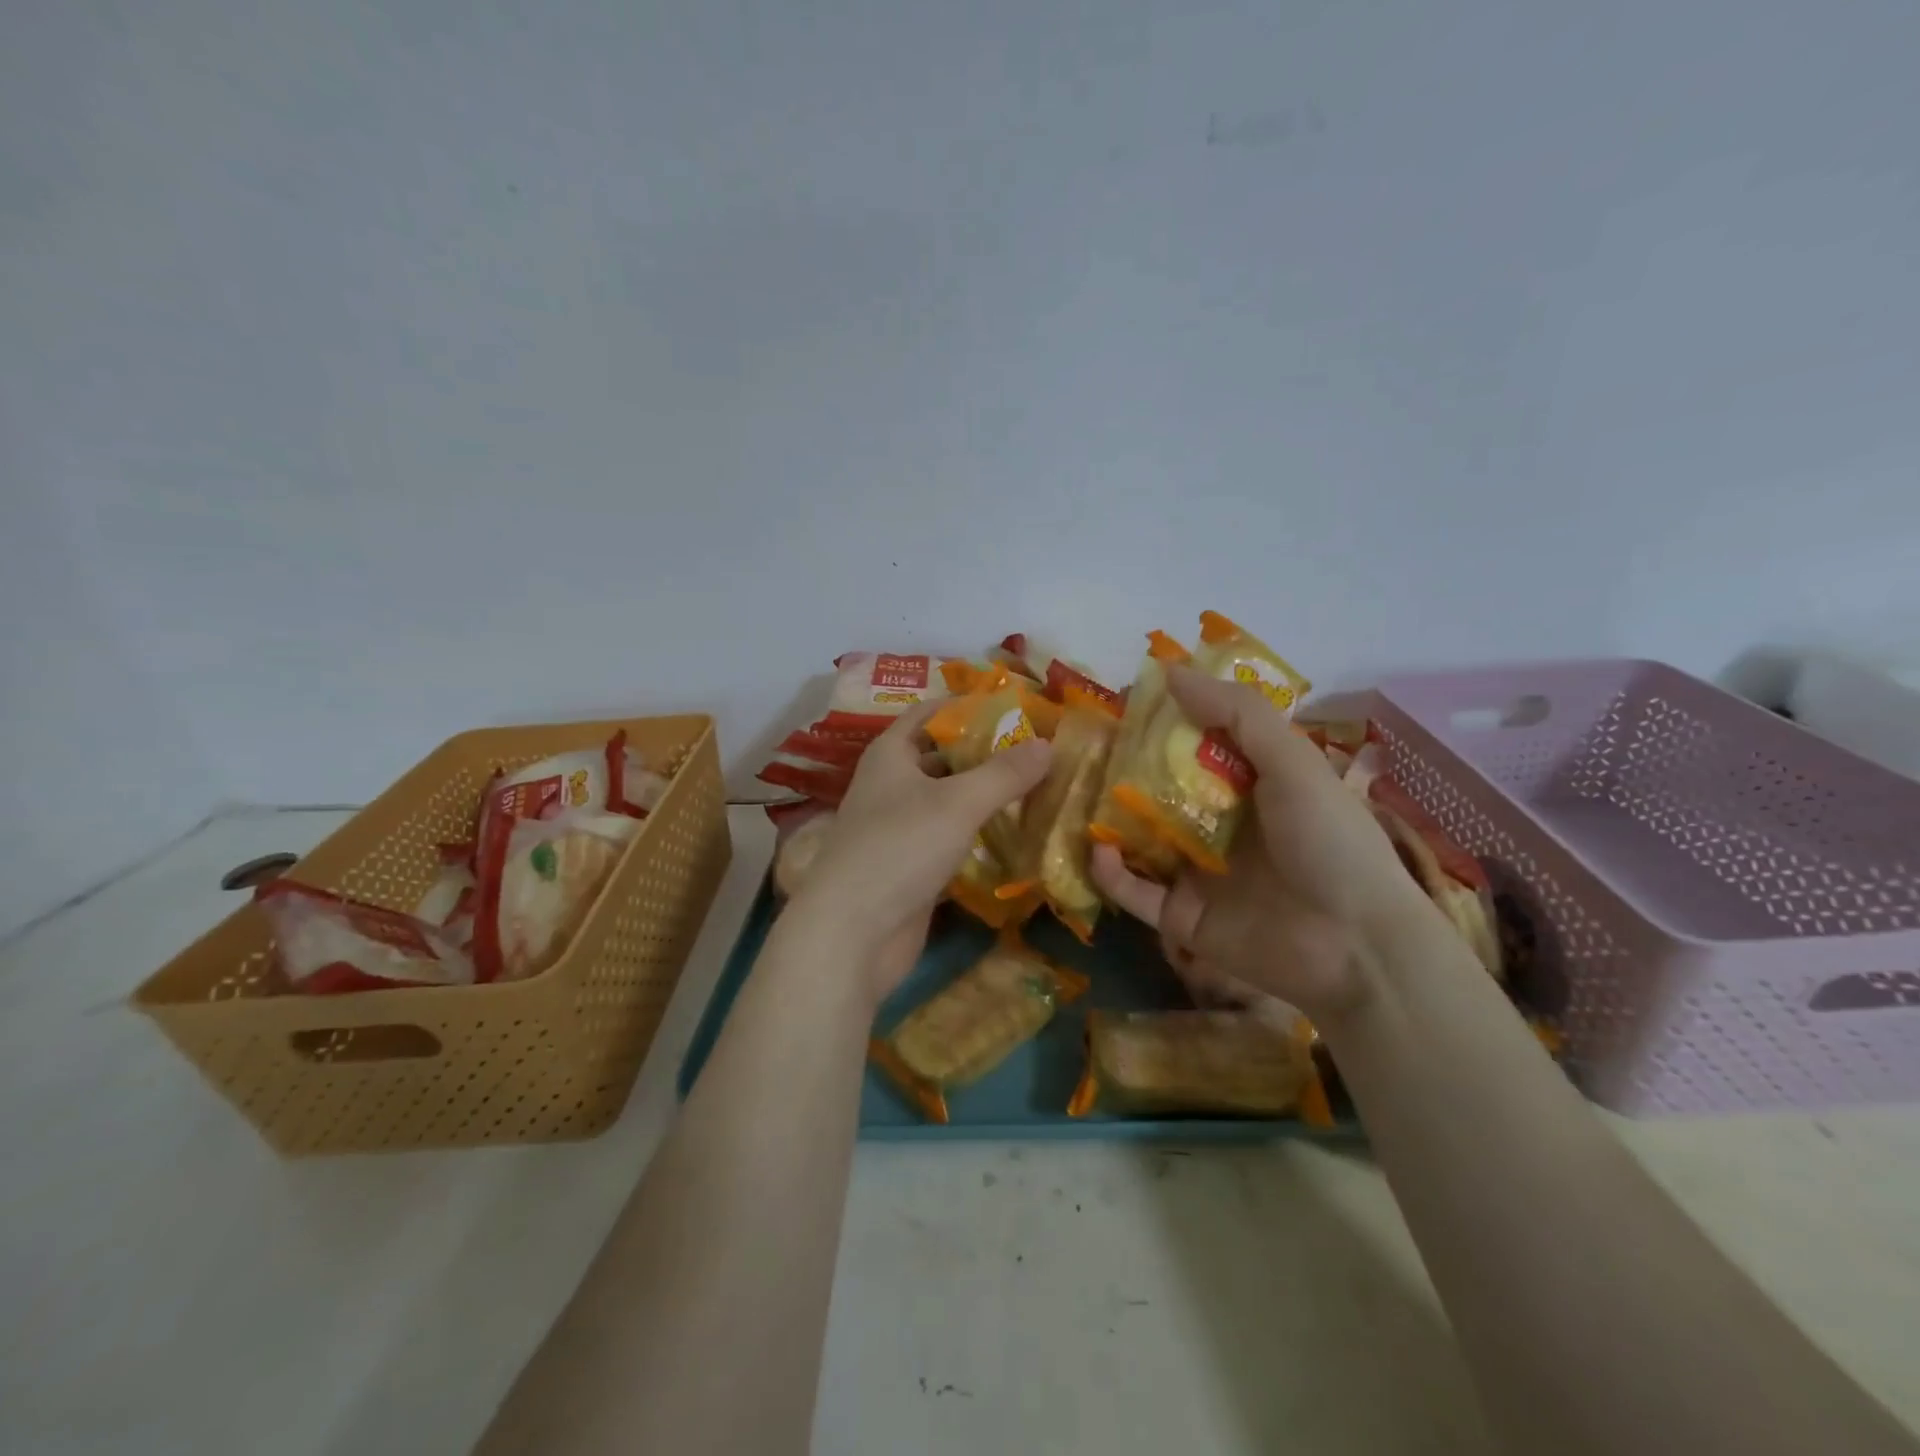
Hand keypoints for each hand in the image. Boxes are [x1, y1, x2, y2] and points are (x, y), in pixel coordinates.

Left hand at [785, 702, 1052, 998]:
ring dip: (987, 796)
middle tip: (1040, 749)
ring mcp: (901, 828)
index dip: (968, 706)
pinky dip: (981, 835)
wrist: (852, 933)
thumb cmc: (899, 848)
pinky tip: (1019, 834)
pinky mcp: (913, 866)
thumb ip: (1004, 773)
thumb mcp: (957, 803)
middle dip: (987, 753)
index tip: (1016, 707)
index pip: (929, 713)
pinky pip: (953, 839)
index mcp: (891, 755)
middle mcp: (892, 785)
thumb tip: (1048, 744)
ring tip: (1040, 787)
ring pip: (950, 801)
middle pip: (944, 757)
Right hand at [1091, 664, 1435, 1022]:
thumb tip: (1170, 672)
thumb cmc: (1329, 842)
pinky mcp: (1180, 917)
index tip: (1122, 704)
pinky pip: (1134, 892)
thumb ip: (1237, 714)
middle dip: (1122, 770)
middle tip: (1081, 748)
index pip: (1196, 746)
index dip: (1162, 724)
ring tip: (1074, 794)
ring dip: (1107, 819)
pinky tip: (1097, 849)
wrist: (1356, 946)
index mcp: (1249, 786)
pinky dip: (1111, 873)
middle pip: (1159, 791)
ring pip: (1138, 839)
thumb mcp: (1292, 763)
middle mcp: (1219, 825)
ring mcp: (1197, 873)